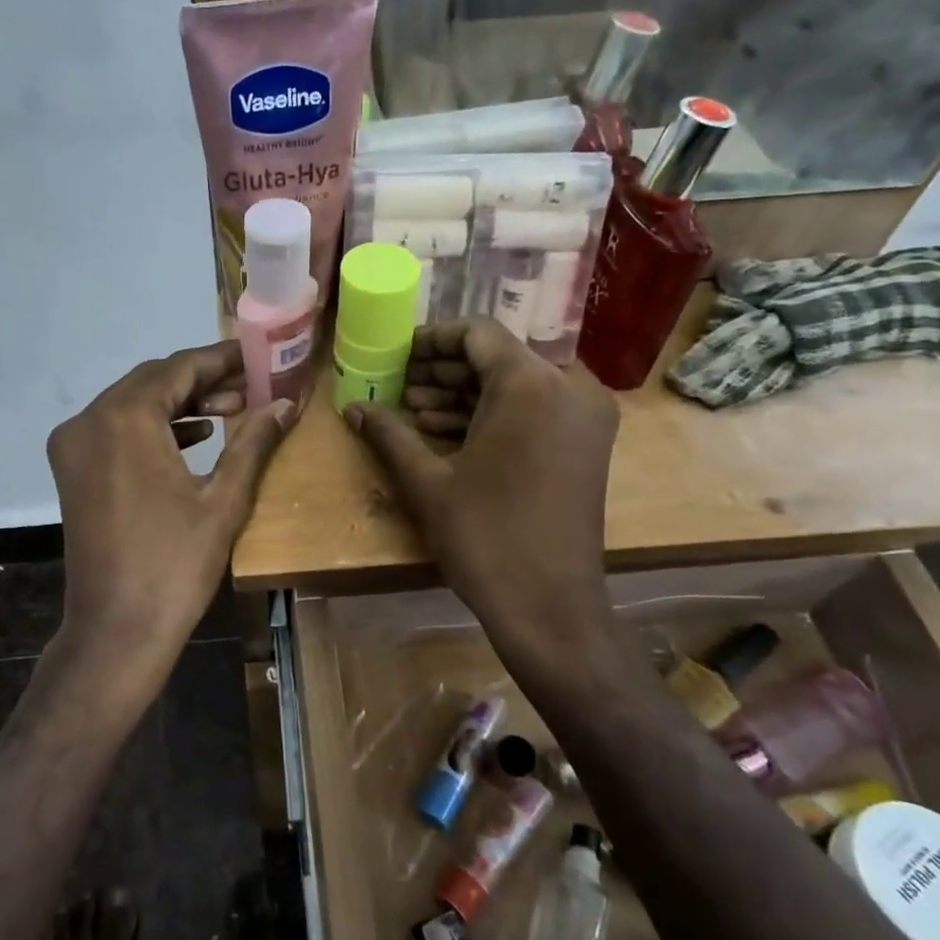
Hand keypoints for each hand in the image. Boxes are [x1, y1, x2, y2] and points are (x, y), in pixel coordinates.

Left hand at [48, 340, 296, 691]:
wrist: (117, 629)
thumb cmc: (175, 565)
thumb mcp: (224, 499)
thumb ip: (254, 441)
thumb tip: (287, 403)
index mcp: (124, 418)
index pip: (179, 369)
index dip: (222, 359)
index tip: (257, 355)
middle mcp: (89, 419)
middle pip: (153, 381)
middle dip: (203, 380)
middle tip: (252, 385)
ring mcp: (74, 445)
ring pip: (133, 403)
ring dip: (180, 402)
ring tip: (232, 409)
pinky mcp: (72, 469)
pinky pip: (117, 429)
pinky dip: (154, 426)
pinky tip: (195, 435)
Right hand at [344, 319, 618, 672]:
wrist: (550, 606)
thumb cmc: (485, 538)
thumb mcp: (428, 482)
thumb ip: (389, 434)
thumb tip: (352, 407)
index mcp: (531, 384)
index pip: (477, 334)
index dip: (431, 340)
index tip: (396, 357)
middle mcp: (569, 387)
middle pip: (498, 357)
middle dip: (445, 371)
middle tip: (400, 388)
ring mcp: (584, 418)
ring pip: (517, 385)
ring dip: (466, 394)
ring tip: (414, 412)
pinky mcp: (586, 445)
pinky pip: (535, 410)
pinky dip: (494, 415)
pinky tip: (448, 434)